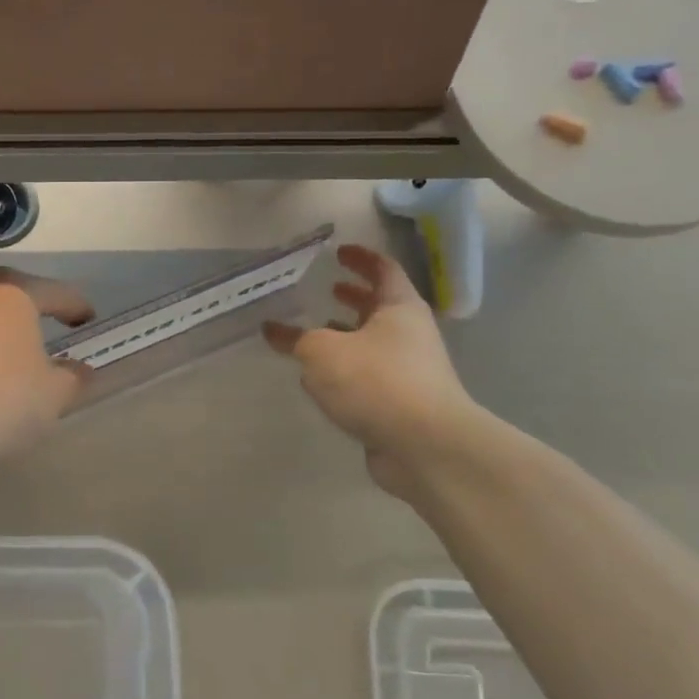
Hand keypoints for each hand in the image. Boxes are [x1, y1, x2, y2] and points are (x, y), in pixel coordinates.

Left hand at [0, 267, 94, 467]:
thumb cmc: (7, 399)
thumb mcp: (56, 392)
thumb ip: (72, 376)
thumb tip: (78, 370)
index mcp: (11, 294)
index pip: (52, 292)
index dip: (75, 304)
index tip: (89, 319)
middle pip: (8, 290)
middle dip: (32, 301)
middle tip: (51, 317)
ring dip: (0, 322)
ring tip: (18, 345)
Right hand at [264, 243, 478, 494]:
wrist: (426, 446)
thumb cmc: (376, 381)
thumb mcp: (323, 352)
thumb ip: (295, 339)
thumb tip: (272, 329)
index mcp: (399, 308)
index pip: (383, 269)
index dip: (361, 258)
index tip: (339, 252)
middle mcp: (410, 334)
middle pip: (381, 306)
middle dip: (355, 296)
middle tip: (328, 288)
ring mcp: (409, 371)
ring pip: (373, 343)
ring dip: (348, 334)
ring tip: (316, 331)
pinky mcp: (401, 404)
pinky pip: (369, 375)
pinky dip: (347, 369)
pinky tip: (322, 378)